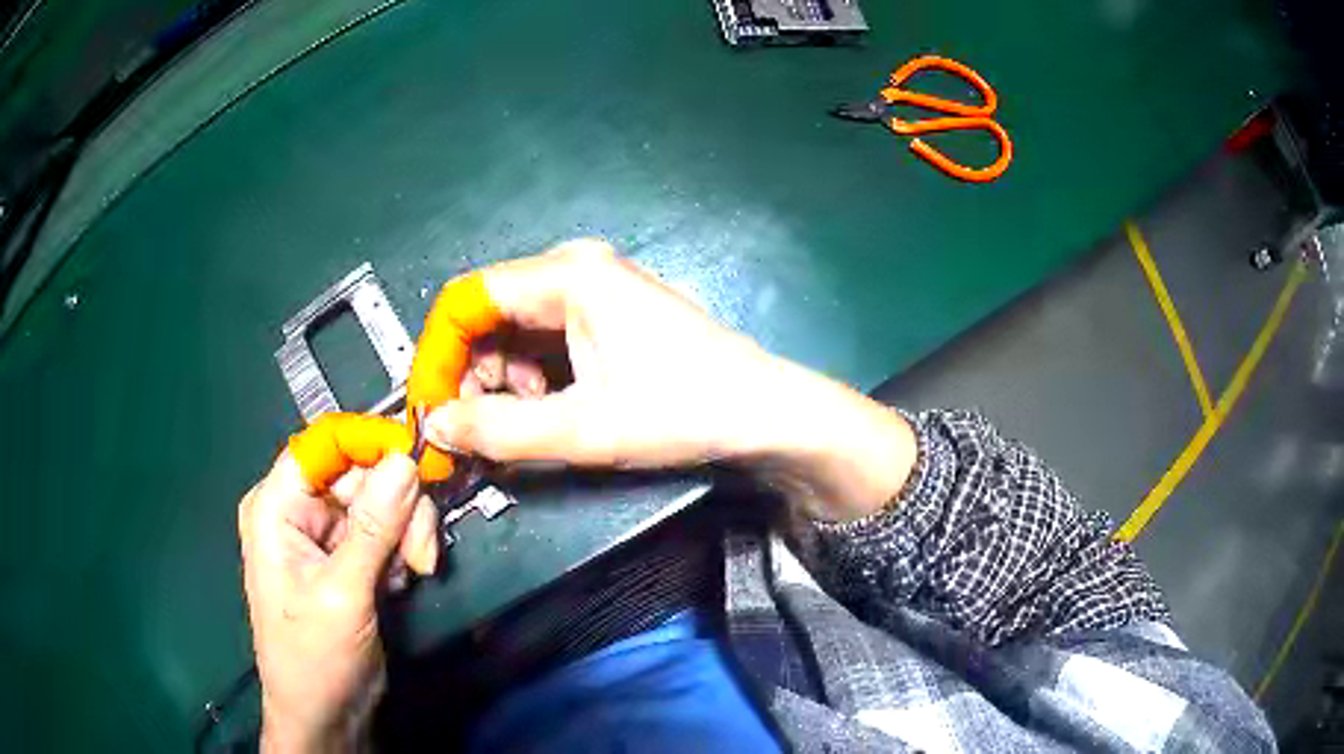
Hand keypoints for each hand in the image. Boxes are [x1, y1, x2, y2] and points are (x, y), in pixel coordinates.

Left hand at [238, 453, 434, 751]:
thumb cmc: (314, 657)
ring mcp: (326, 534)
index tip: (421, 461)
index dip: (371, 443)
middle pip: (361, 473)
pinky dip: (403, 550)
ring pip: (382, 501)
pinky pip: (387, 531)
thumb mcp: (341, 593)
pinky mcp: (350, 557)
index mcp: (277, 505)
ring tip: (417, 571)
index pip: (325, 444)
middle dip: (399, 506)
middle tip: (422, 551)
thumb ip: (372, 527)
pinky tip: (403, 581)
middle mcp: (299, 509)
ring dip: (408, 531)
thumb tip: (405, 460)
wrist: (325, 715)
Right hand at [426, 239, 917, 521]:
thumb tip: (434, 426)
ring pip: (513, 333)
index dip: (438, 355)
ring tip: (520, 429)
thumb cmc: (683, 410)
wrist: (763, 413)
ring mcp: (593, 288)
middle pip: (488, 316)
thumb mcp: (584, 429)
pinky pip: (543, 341)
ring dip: (501, 384)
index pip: (466, 301)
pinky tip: (547, 413)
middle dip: (471, 376)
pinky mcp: (605, 314)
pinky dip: (531, 380)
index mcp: (567, 274)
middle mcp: (574, 268)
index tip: (431, 410)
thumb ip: (498, 430)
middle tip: (475, 434)